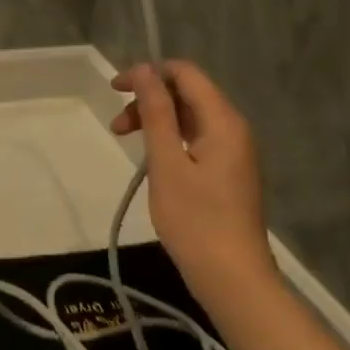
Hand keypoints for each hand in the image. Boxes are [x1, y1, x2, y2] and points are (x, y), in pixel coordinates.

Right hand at [110, 61, 278, 306]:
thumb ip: (156, 113)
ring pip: (189, 116)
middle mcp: (233, 128)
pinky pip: (196, 138)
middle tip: (117, 126)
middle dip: (149, 99)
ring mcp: (233, 151)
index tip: (116, 90)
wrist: (232, 278)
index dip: (149, 73)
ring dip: (155, 120)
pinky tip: (152, 159)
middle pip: (187, 93)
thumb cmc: (195, 220)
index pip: (185, 73)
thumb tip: (145, 70)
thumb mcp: (167, 163)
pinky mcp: (228, 171)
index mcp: (223, 121)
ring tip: (125, 140)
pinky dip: (170, 139)